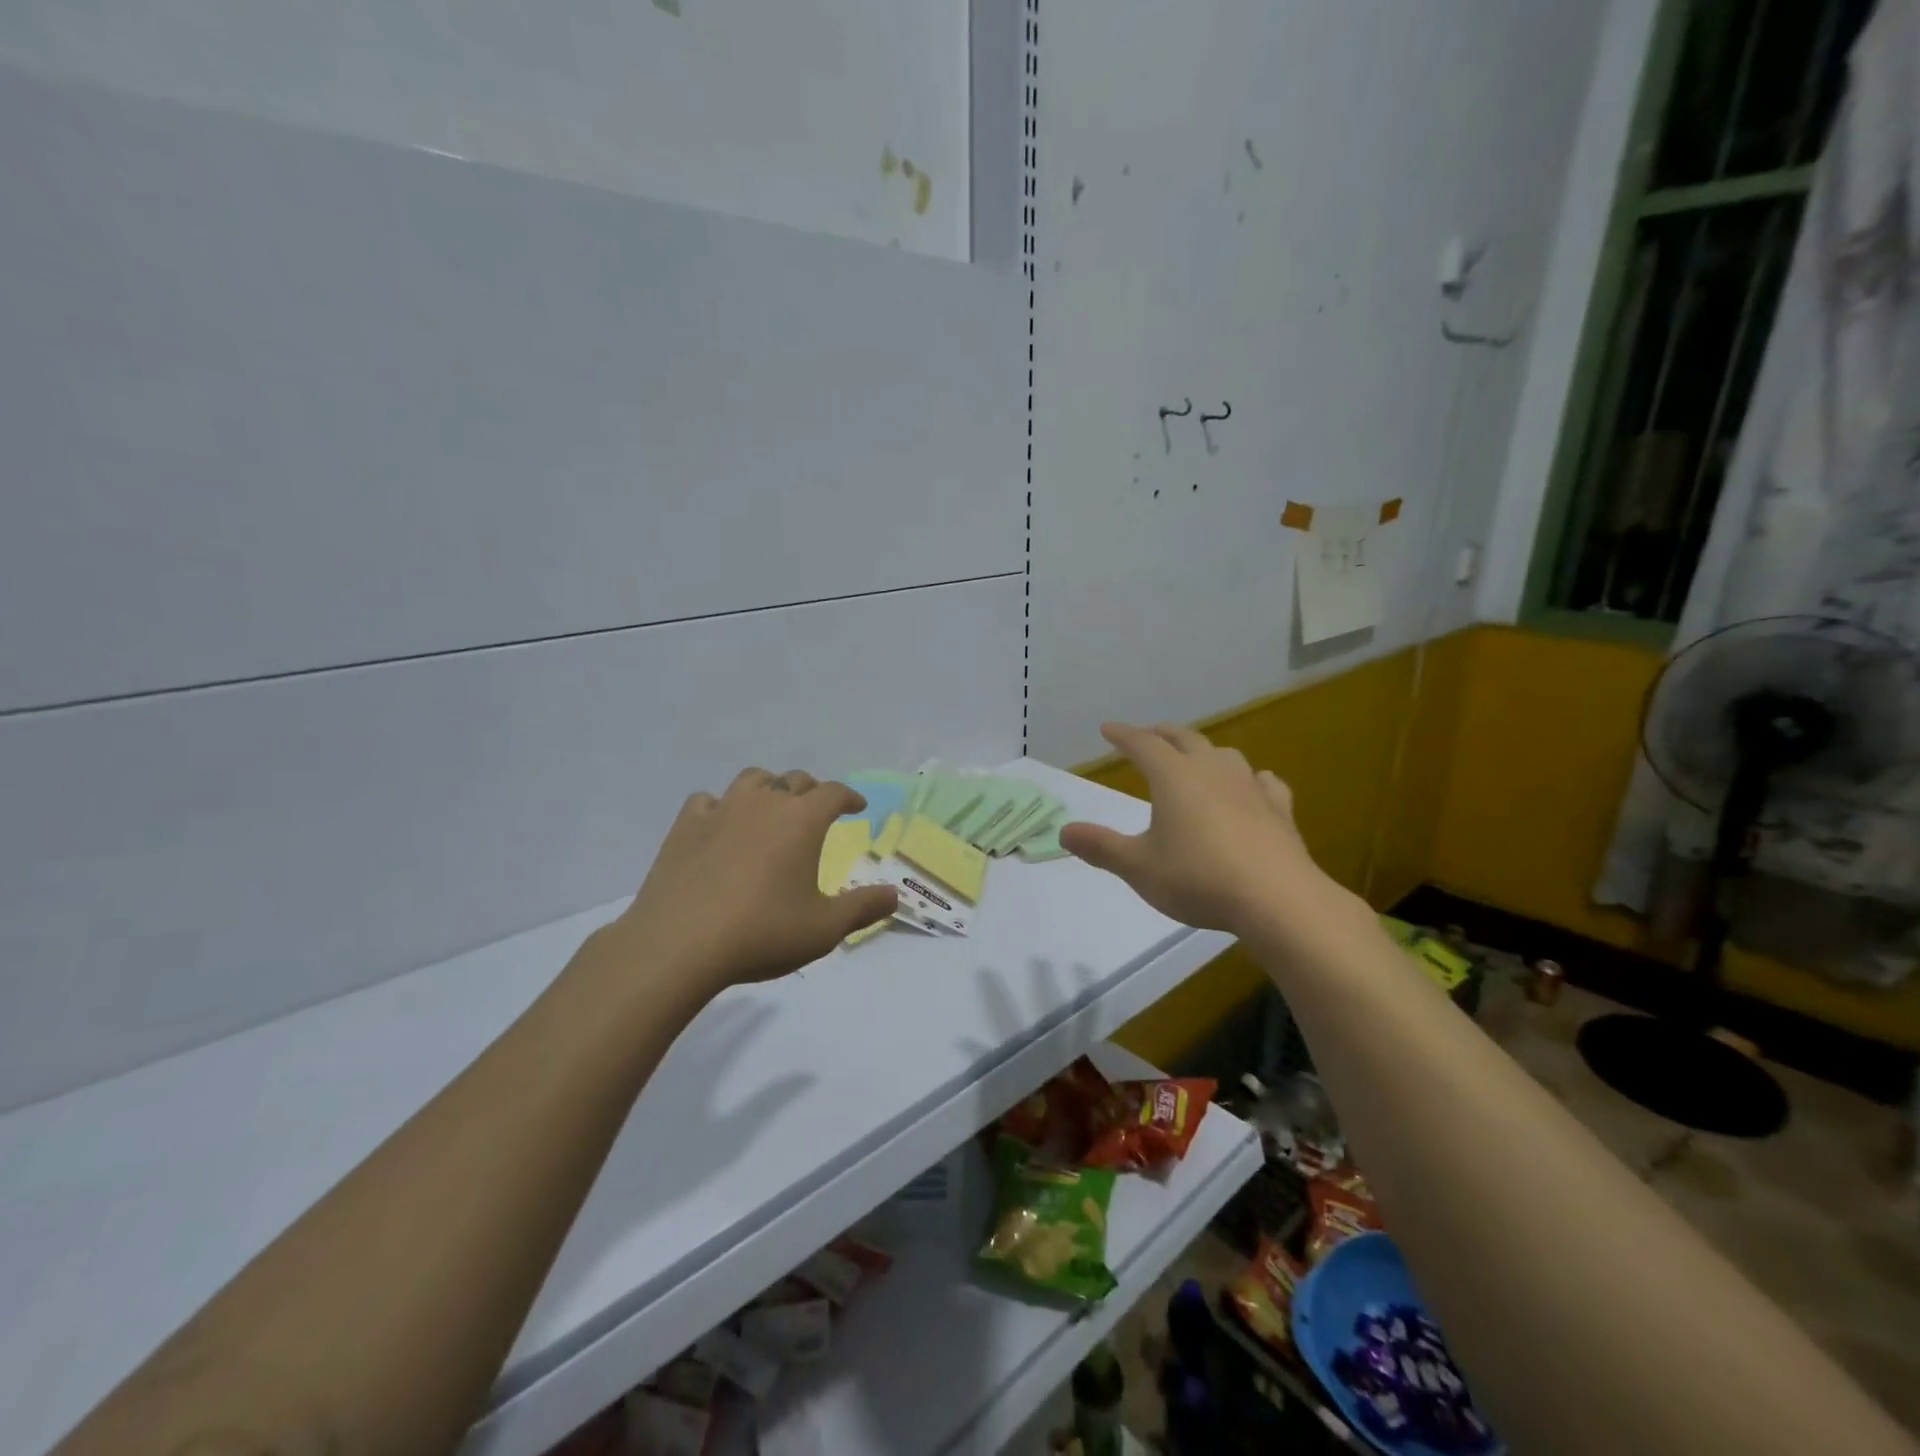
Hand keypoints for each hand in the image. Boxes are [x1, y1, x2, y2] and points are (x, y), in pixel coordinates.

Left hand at [602, 768, 897, 995]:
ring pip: (752, 779)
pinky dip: (721, 806)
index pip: (833, 793)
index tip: (857, 807)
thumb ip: (863, 908)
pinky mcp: (685, 826)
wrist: (679, 944)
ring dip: (768, 788)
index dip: (849, 797)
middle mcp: (764, 803)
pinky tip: (721, 824)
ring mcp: (721, 810)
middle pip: (794, 780)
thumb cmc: (762, 932)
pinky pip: (708, 800)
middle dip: (812, 791)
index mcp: (802, 820)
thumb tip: (895, 895)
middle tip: (817, 810)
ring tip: (771, 807)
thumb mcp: (824, 928)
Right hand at [1060, 723, 1347, 935]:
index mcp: (1173, 777)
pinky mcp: (1279, 809)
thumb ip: (1101, 847)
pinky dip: (1250, 779)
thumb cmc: (1198, 878)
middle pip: (1184, 739)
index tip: (1108, 729)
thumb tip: (1064, 832)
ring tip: (1197, 758)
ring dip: (1204, 751)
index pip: (1143, 744)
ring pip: (1224, 754)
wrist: (1276, 898)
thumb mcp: (1138, 868)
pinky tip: (1253, 786)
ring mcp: (1249, 787)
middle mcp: (1211, 770)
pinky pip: (1263, 782)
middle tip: (1150, 734)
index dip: (1123, 735)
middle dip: (1162, 734)